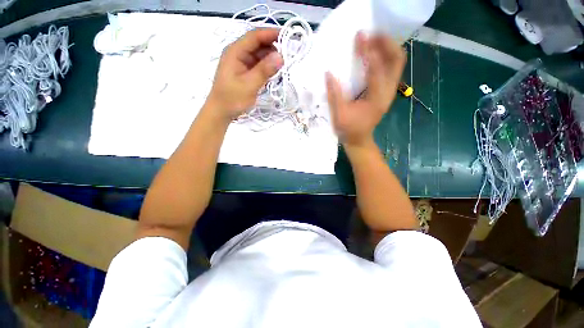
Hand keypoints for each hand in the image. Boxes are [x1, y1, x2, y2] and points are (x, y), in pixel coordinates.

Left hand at [205, 28, 283, 122]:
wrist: (221, 112)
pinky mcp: (245, 72)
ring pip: (259, 55)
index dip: (271, 34)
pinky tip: (274, 73)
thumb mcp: (249, 85)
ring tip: (282, 66)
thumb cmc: (232, 99)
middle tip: (287, 57)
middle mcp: (238, 53)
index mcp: (235, 52)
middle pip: (258, 44)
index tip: (288, 36)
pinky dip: (267, 67)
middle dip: (273, 47)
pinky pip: (258, 65)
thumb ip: (264, 70)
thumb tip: (281, 56)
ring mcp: (242, 63)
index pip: (255, 36)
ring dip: (271, 59)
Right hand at [326, 32, 405, 147]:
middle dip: (386, 43)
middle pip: (396, 60)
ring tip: (371, 39)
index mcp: (376, 99)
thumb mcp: (339, 115)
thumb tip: (329, 74)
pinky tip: (372, 53)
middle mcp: (387, 92)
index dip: (369, 52)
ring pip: (396, 62)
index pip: (376, 70)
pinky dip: (384, 56)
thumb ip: (334, 95)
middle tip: (371, 35)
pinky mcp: (385, 90)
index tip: (360, 37)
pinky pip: (390, 68)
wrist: (359, 139)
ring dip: (386, 47)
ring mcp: (389, 91)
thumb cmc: (348, 130)